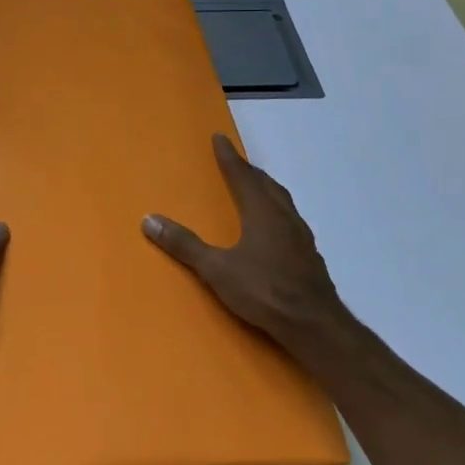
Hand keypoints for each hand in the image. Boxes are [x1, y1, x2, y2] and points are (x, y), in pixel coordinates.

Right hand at [142, 133, 343, 349]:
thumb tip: (148, 219)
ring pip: (283, 202)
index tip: (220, 138)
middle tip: (236, 162)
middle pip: (266, 185)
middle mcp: (284, 217)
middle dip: (249, 171)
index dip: (229, 157)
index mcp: (262, 212)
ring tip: (257, 189)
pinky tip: (276, 230)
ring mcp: (302, 238)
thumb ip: (184, 245)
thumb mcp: (217, 269)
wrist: (316, 327)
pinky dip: (279, 214)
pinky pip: (292, 222)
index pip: (241, 176)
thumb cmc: (264, 291)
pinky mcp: (310, 258)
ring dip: (267, 190)